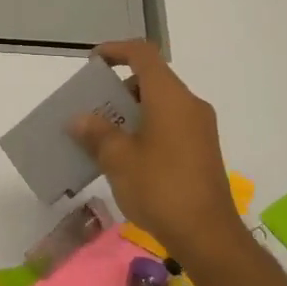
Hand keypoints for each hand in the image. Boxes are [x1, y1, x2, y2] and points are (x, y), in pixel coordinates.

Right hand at [69, 40, 237, 258]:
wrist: (207, 235)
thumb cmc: (160, 188)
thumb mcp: (118, 159)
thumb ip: (96, 133)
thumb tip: (79, 119)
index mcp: (170, 97)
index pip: (143, 54)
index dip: (116, 50)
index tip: (92, 63)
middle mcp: (189, 105)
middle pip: (151, 80)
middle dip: (118, 89)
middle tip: (92, 108)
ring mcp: (200, 128)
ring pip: (160, 104)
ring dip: (130, 112)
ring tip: (102, 134)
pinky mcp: (202, 150)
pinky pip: (169, 125)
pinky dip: (145, 128)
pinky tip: (125, 156)